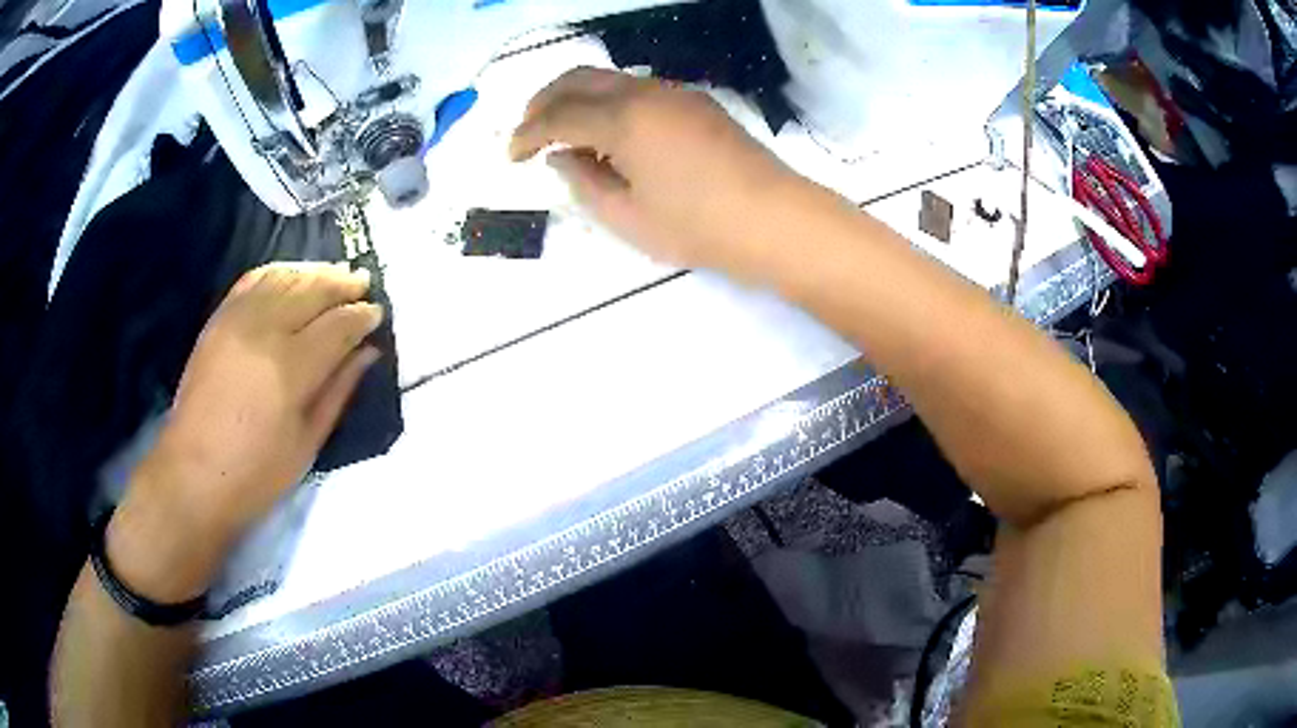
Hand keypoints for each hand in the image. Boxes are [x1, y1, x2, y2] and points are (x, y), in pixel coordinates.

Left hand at [110, 263, 382, 598]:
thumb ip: (339, 391)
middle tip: (363, 283)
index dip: (361, 316)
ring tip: (334, 275)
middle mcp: (264, 331)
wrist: (192, 474)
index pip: (337, 326)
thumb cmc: (256, 474)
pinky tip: (293, 276)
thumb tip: (367, 353)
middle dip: (342, 284)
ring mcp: (237, 319)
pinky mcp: (218, 318)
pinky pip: (254, 279)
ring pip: (284, 276)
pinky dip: (279, 271)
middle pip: (312, 290)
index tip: (378, 313)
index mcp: (290, 369)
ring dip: (314, 272)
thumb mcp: (307, 443)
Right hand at [510, 67, 796, 276]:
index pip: (558, 116)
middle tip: (529, 130)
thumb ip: (583, 182)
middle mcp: (645, 93)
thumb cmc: (697, 226)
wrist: (774, 218)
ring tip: (565, 132)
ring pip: (611, 79)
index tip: (511, 156)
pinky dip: (610, 102)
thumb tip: (561, 157)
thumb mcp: (627, 217)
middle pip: (580, 79)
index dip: (528, 134)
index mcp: (623, 119)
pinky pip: (638, 90)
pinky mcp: (696, 102)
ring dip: (578, 98)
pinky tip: (610, 132)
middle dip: (545, 101)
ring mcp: (674, 93)